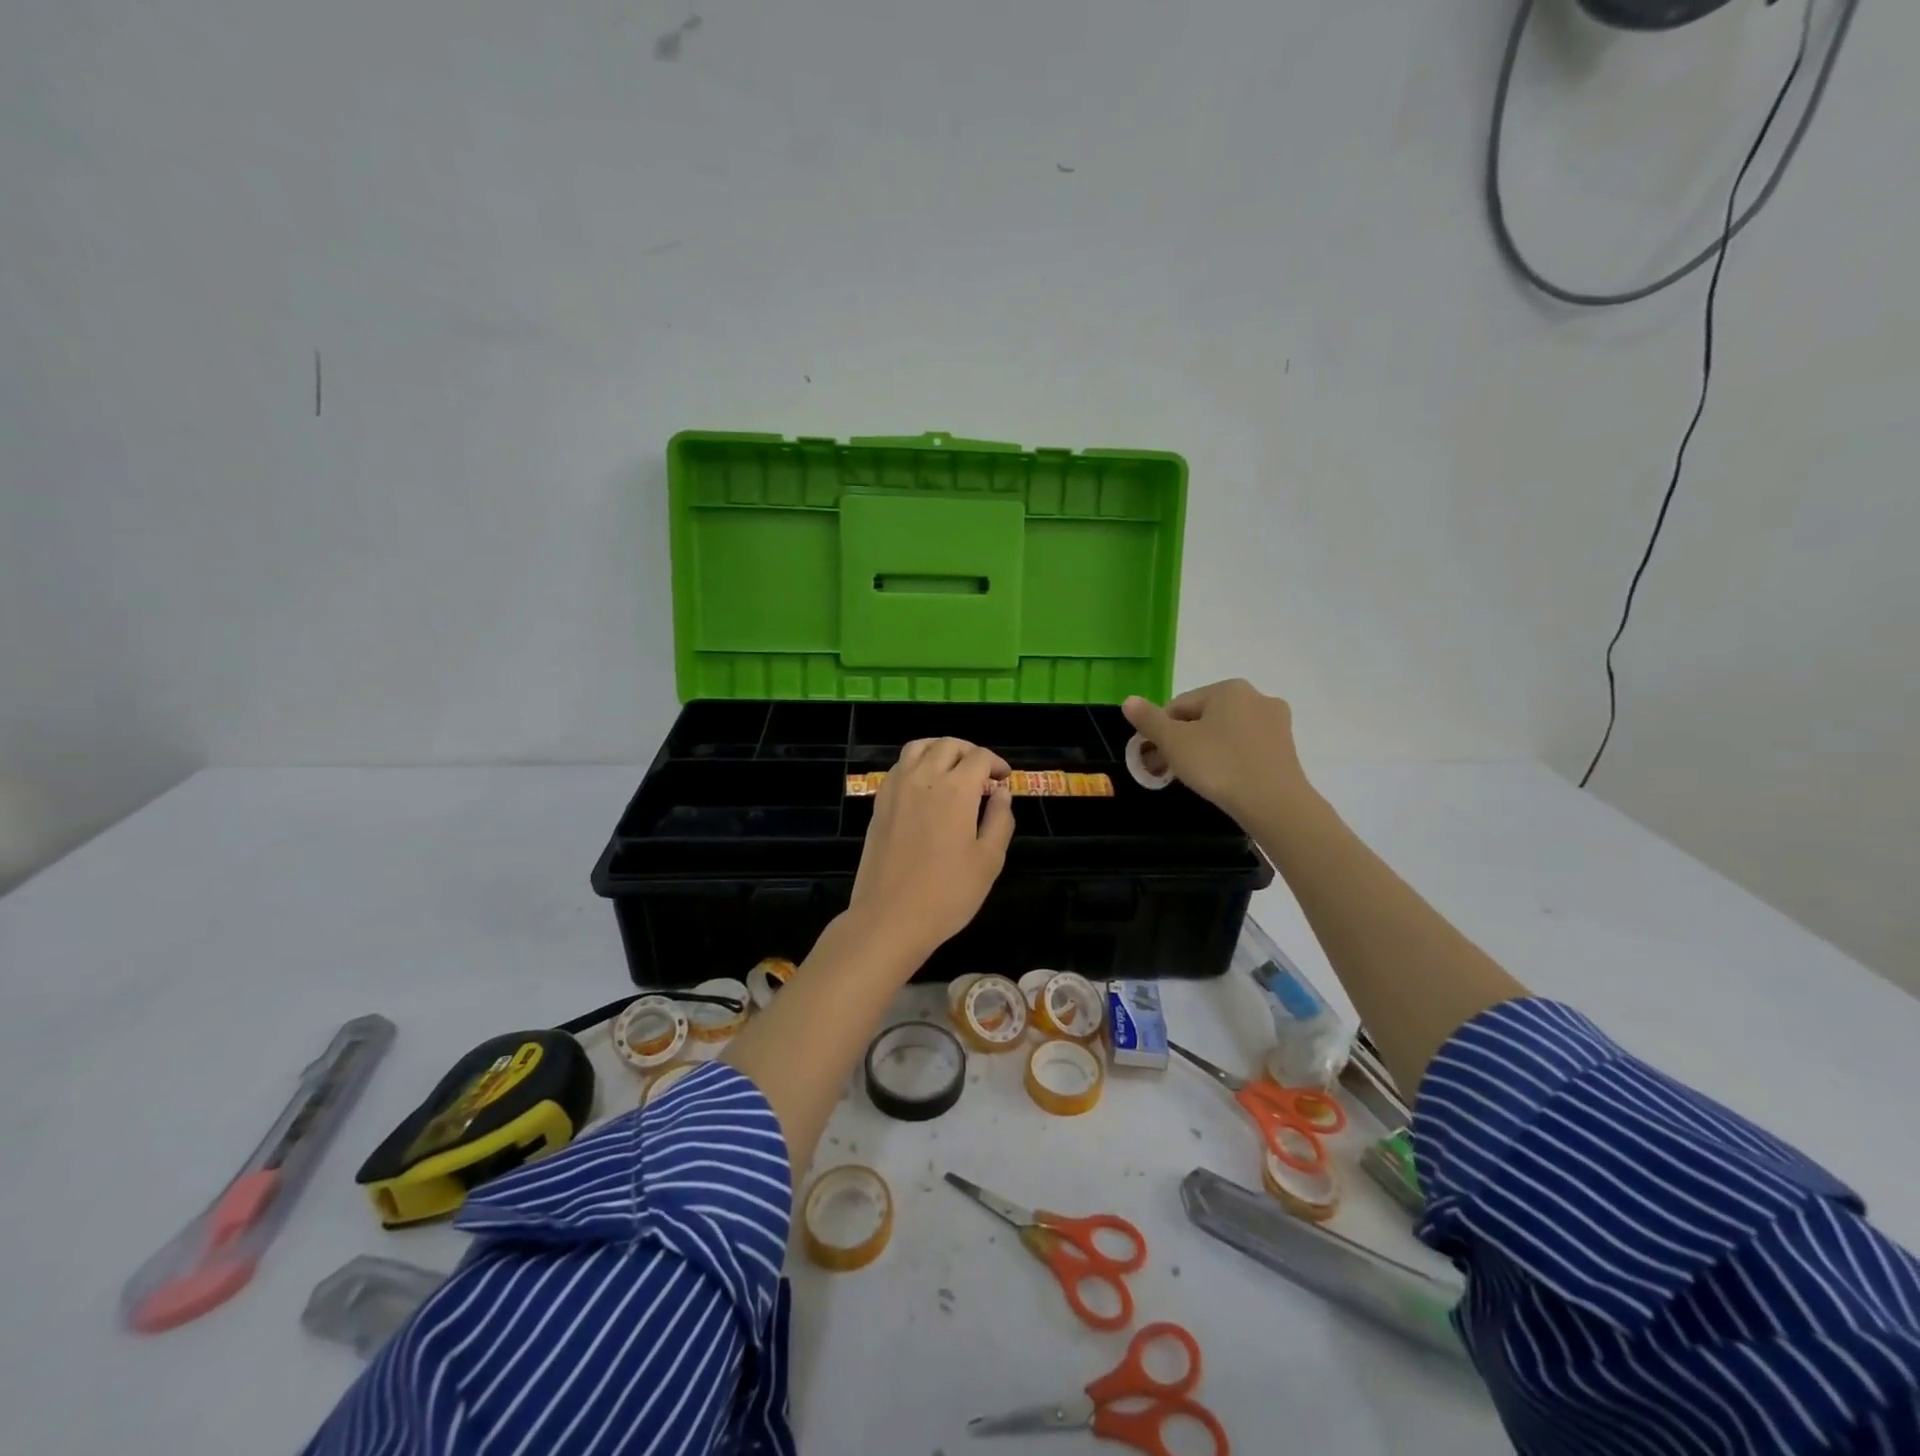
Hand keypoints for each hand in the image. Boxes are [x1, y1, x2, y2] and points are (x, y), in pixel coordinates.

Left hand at [845, 738, 1014, 967]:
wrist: (890, 918)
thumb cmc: (947, 894)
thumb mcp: (989, 860)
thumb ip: (1000, 819)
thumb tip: (1001, 793)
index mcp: (956, 790)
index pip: (979, 757)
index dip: (996, 763)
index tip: (1004, 780)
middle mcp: (924, 779)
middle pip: (948, 745)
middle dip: (970, 752)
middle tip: (983, 773)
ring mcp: (896, 789)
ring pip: (919, 747)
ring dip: (940, 750)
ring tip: (953, 769)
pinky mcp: (879, 803)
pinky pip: (899, 767)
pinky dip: (916, 764)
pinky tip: (925, 786)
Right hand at [1122, 680, 1307, 817]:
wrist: (1274, 803)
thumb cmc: (1219, 765)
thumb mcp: (1174, 742)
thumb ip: (1149, 720)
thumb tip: (1129, 701)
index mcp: (1228, 688)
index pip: (1179, 705)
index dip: (1161, 731)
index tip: (1154, 758)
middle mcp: (1256, 697)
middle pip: (1204, 717)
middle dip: (1183, 741)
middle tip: (1169, 771)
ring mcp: (1276, 722)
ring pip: (1226, 732)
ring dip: (1206, 749)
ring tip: (1196, 778)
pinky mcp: (1286, 748)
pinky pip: (1247, 747)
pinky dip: (1230, 759)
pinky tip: (1224, 780)